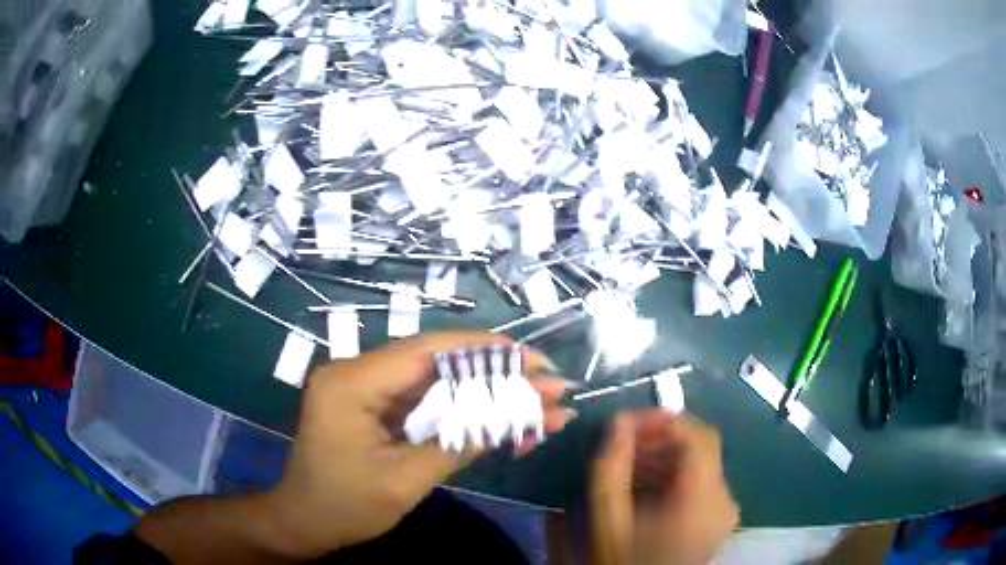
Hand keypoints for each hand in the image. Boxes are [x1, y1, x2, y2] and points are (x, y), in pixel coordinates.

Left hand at [264, 331, 575, 557]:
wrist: (305, 522)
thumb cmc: (345, 506)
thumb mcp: (404, 480)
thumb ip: (458, 443)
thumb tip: (516, 415)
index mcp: (352, 382)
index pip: (427, 352)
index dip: (486, 351)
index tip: (533, 359)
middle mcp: (357, 372)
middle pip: (437, 361)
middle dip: (495, 371)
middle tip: (547, 380)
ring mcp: (366, 387)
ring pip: (437, 380)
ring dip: (486, 391)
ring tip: (537, 402)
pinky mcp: (375, 405)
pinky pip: (425, 400)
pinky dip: (464, 408)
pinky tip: (500, 416)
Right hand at [590, 410, 738, 564]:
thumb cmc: (625, 563)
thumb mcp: (607, 522)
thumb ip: (610, 470)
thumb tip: (618, 425)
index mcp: (703, 498)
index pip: (695, 435)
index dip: (660, 419)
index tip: (625, 422)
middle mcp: (724, 498)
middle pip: (700, 445)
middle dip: (659, 437)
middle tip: (622, 443)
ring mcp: (725, 508)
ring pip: (701, 461)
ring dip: (665, 455)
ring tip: (628, 464)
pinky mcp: (718, 517)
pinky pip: (701, 480)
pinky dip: (674, 474)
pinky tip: (645, 485)